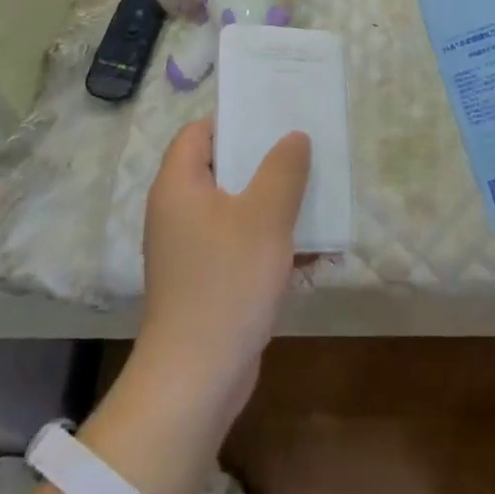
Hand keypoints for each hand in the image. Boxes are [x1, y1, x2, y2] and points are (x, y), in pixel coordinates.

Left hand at [137, 119, 309, 423]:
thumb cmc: (227, 283)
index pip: (199, 132)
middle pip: (220, 168)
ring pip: (235, 208)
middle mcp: (177, 211)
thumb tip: (294, 137)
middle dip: (264, 160)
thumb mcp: (264, 217)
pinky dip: (269, 240)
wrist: (196, 377)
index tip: (274, 115)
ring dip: (273, 202)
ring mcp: (190, 249)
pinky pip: (239, 244)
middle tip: (305, 149)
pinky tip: (310, 249)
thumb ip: (283, 170)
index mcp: (179, 185)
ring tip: (316, 194)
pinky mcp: (206, 280)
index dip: (234, 119)